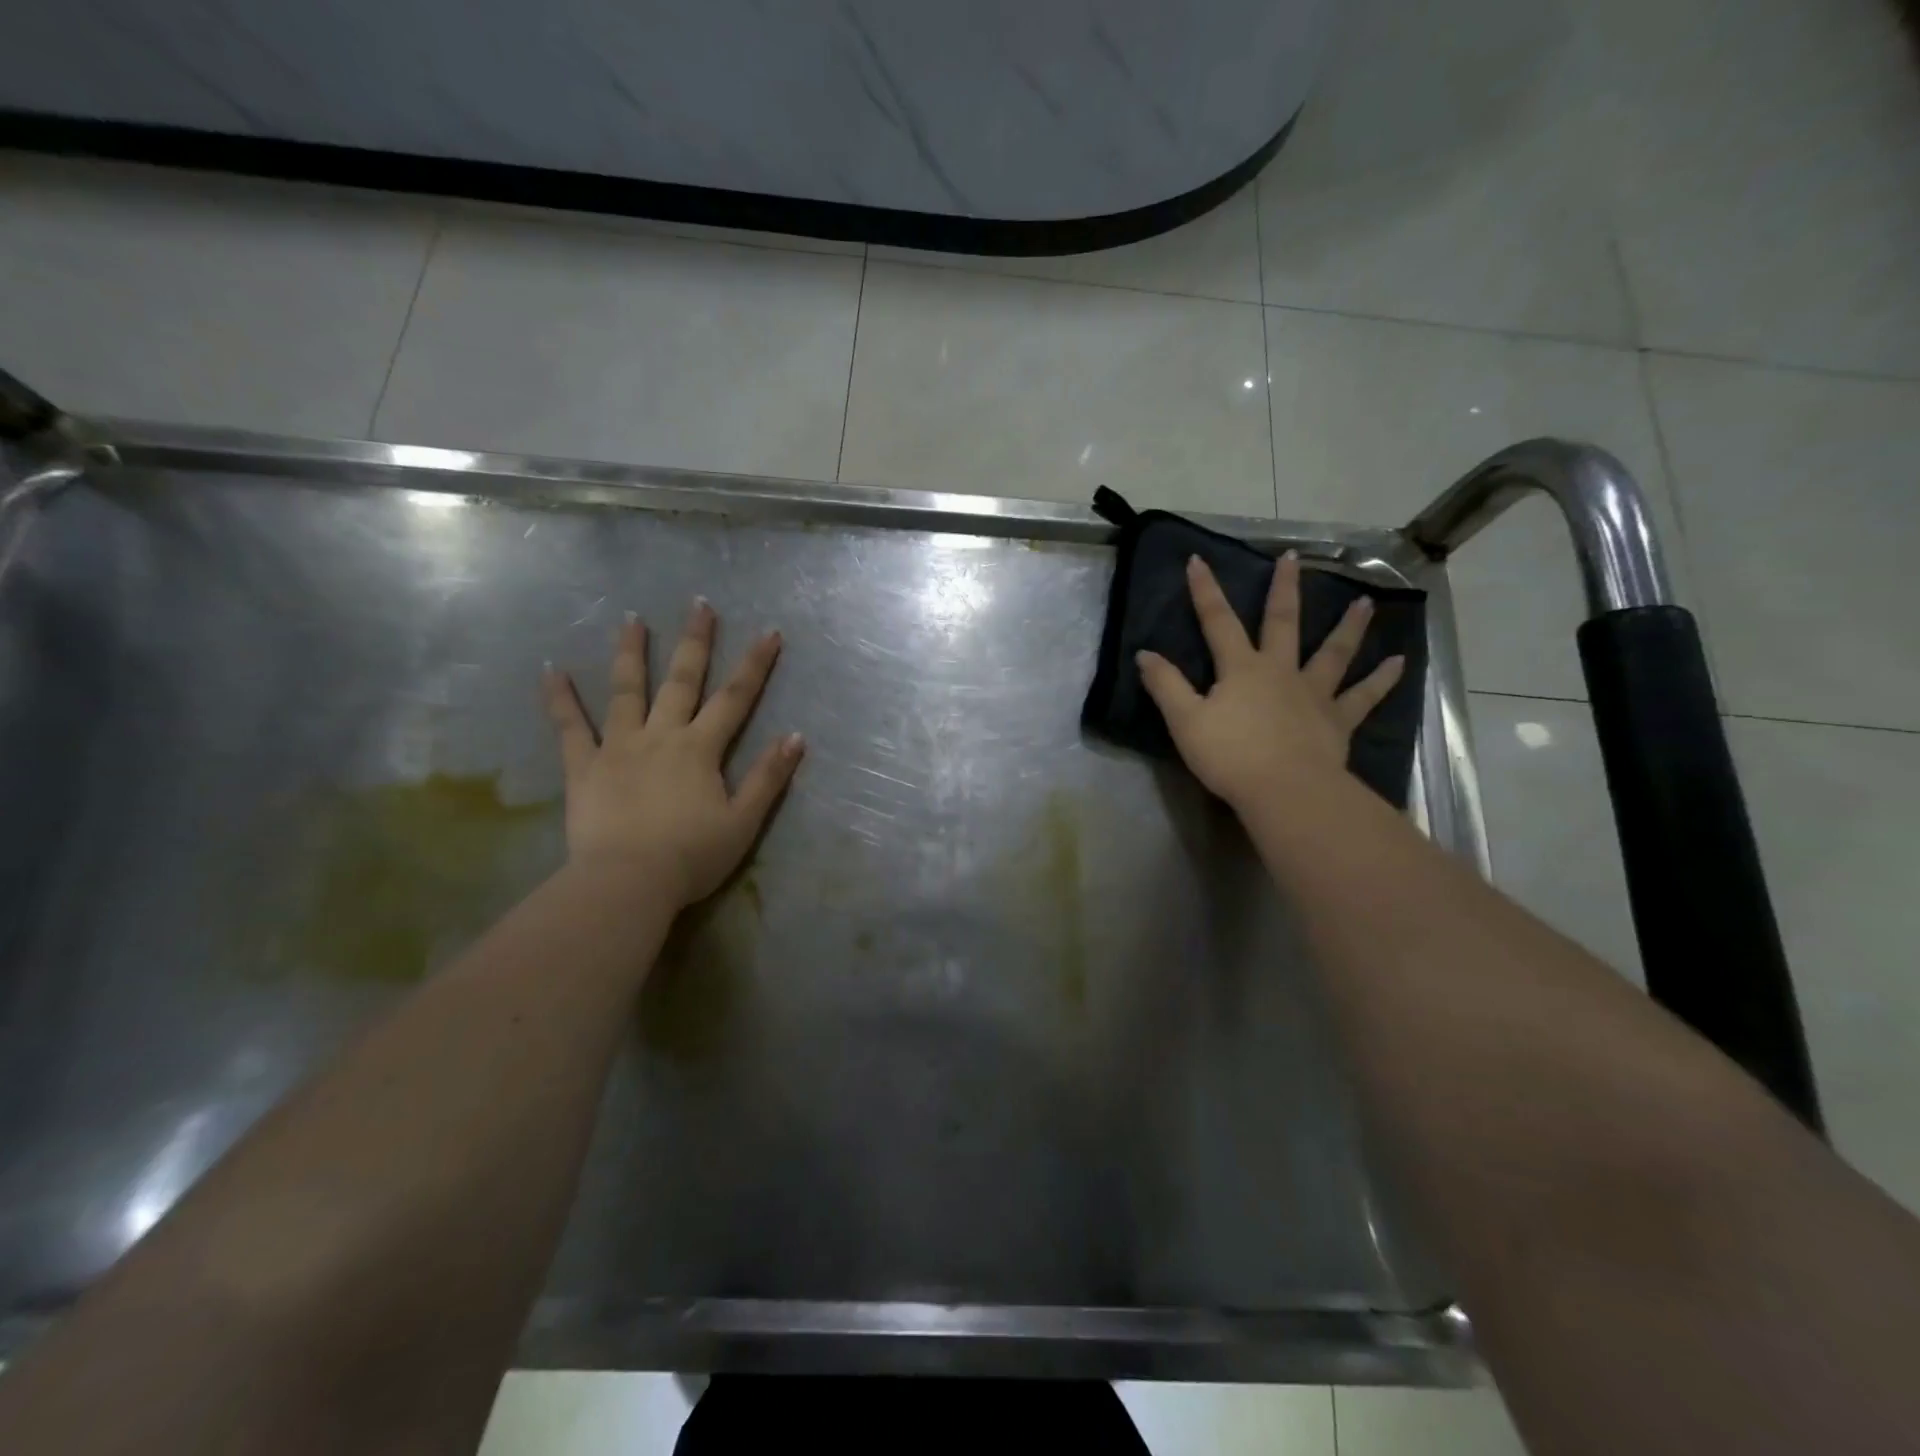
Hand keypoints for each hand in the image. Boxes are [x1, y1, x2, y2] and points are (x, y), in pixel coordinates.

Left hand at [543, 599, 804, 908]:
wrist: (627, 883)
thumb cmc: (692, 856)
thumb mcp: (743, 821)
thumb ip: (768, 777)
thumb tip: (796, 737)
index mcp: (700, 749)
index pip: (735, 698)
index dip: (755, 665)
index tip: (769, 632)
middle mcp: (661, 736)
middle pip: (681, 681)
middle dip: (695, 642)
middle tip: (699, 605)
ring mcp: (618, 747)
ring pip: (626, 691)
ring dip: (631, 653)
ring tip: (631, 619)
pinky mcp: (584, 767)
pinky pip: (570, 728)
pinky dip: (560, 699)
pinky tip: (551, 671)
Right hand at [1136, 553, 1404, 810]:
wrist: (1284, 790)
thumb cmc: (1230, 756)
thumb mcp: (1185, 721)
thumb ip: (1165, 685)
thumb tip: (1144, 653)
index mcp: (1241, 669)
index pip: (1218, 622)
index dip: (1205, 591)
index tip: (1198, 560)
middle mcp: (1280, 671)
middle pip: (1282, 623)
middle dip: (1284, 589)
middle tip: (1293, 558)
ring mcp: (1314, 694)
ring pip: (1333, 653)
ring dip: (1348, 627)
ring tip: (1365, 602)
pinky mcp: (1337, 720)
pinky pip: (1364, 697)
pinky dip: (1382, 680)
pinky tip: (1400, 663)